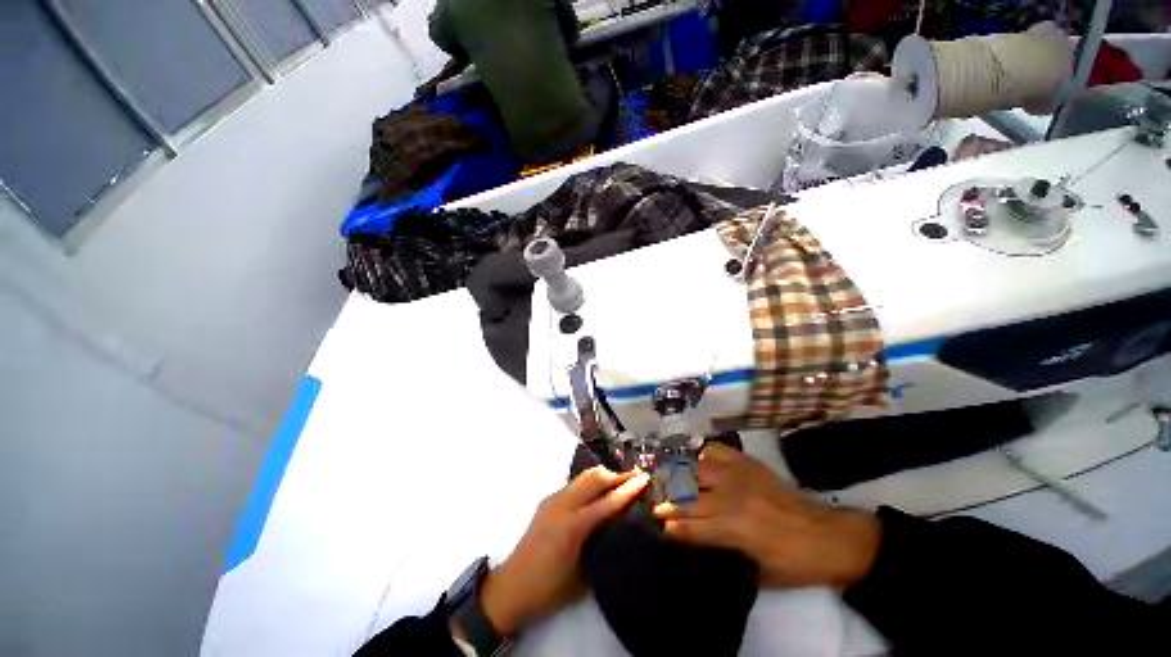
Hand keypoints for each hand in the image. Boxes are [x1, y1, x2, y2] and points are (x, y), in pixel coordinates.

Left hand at [480, 466, 648, 634]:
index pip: (607, 501)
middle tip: (635, 477)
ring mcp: (553, 500)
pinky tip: (598, 493)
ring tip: (620, 482)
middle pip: (594, 478)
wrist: (511, 587)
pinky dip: (590, 483)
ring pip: (583, 476)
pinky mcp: (548, 501)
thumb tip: (619, 525)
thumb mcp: (582, 574)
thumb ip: (600, 544)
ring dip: (603, 476)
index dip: (628, 489)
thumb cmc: (549, 589)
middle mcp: (562, 504)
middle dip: (617, 475)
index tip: (644, 478)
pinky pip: (574, 484)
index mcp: (572, 525)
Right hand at [654, 443, 880, 589]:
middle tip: (654, 503)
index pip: (690, 527)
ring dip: (679, 475)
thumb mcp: (761, 576)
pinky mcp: (749, 463)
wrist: (832, 536)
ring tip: (668, 479)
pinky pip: (716, 450)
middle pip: (687, 495)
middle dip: (666, 502)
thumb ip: (728, 561)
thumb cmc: (797, 564)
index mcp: (735, 529)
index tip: (660, 529)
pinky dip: (703, 454)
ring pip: (696, 468)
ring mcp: (739, 475)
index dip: (672, 529)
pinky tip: (698, 462)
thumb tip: (701, 551)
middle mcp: (731, 497)